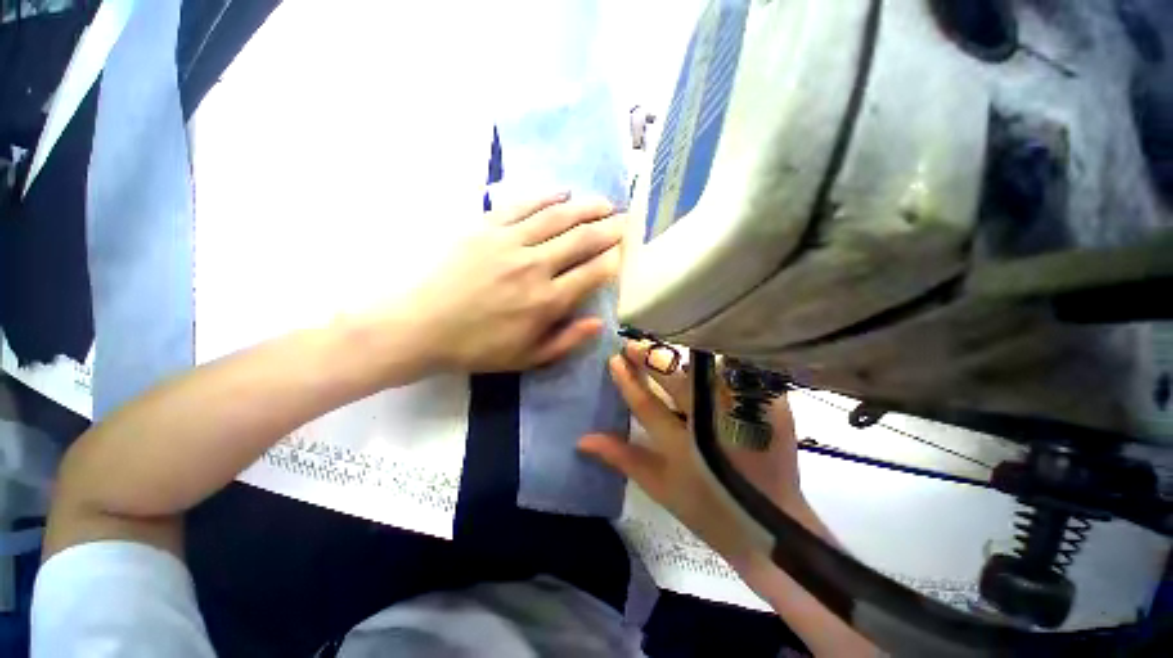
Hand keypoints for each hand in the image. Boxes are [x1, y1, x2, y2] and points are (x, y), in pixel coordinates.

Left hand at [404, 192, 624, 372]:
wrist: (421, 327)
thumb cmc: (478, 348)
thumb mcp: (528, 358)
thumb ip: (567, 341)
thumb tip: (600, 323)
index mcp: (547, 301)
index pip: (595, 272)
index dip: (616, 258)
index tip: (628, 249)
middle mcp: (535, 266)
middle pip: (583, 239)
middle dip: (610, 228)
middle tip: (627, 219)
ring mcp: (510, 242)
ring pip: (559, 217)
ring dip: (587, 207)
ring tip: (605, 203)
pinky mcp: (486, 227)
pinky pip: (523, 205)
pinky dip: (547, 197)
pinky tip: (563, 193)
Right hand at [579, 341, 808, 566]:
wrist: (771, 525)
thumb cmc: (708, 509)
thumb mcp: (659, 486)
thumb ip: (622, 457)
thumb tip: (582, 439)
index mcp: (681, 444)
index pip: (645, 403)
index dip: (627, 380)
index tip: (614, 358)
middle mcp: (710, 424)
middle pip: (675, 381)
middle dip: (651, 359)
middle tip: (634, 344)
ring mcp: (741, 413)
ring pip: (706, 371)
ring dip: (682, 357)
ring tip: (664, 347)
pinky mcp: (768, 408)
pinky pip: (738, 373)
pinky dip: (718, 361)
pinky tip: (704, 352)